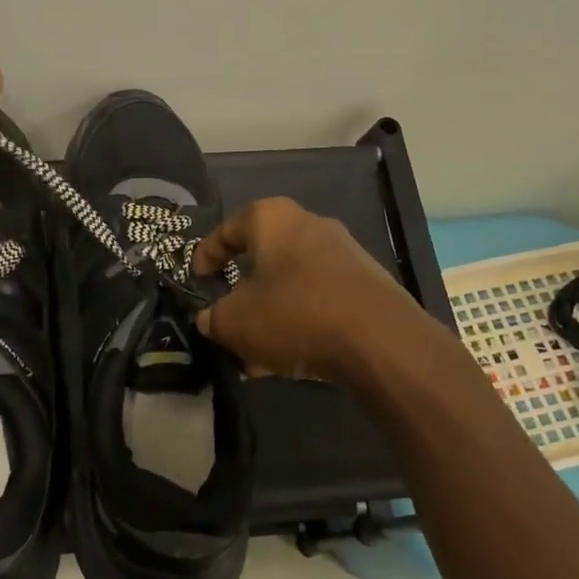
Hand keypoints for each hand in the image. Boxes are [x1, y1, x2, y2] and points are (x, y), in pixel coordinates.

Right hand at [191, 197, 411, 381]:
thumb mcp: (234, 322)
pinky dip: (299, 323)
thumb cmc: (294, 314)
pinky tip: (288, 359)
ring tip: (254, 354)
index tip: (197, 279)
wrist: (381, 341)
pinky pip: (319, 301)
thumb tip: (210, 320)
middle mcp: (309, 225)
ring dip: (270, 314)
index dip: (206, 255)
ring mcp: (344, 254)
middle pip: (263, 258)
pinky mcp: (367, 286)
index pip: (227, 229)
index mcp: (272, 219)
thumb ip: (213, 319)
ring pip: (291, 284)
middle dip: (242, 291)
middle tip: (226, 317)